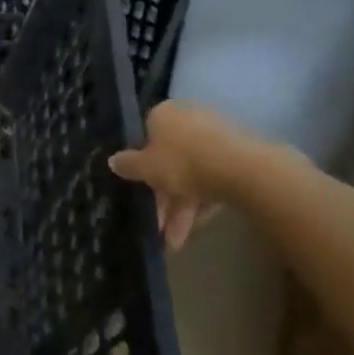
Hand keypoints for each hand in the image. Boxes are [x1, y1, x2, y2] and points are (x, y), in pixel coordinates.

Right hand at [109, 102, 264, 250]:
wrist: (241, 170)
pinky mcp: (237, 154)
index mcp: (163, 114)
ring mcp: (215, 136)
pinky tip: (198, 226)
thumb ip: (128, 165)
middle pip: (169, 160)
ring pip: (192, 173)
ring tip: (176, 240)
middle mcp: (188, 118)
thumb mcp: (146, 168)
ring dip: (182, 207)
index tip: (139, 191)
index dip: (140, 167)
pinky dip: (203, 200)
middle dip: (163, 197)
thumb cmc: (183, 163)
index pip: (145, 138)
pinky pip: (212, 177)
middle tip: (158, 225)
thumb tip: (112, 160)